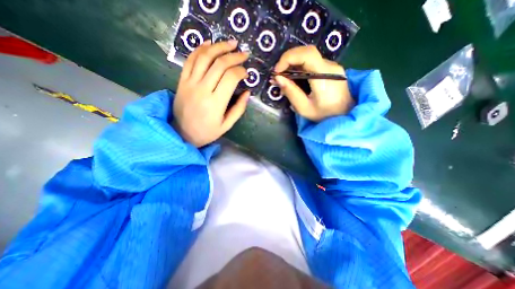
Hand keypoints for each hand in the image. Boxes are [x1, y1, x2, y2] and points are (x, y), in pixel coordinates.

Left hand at [174, 40, 250, 145]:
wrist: (182, 133)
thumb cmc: (207, 132)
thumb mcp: (227, 125)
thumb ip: (239, 109)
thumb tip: (247, 92)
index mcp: (216, 103)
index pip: (230, 78)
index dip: (240, 71)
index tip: (246, 72)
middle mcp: (202, 90)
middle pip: (219, 64)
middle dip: (234, 56)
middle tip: (243, 54)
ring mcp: (190, 83)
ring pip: (204, 57)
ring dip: (218, 47)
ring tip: (230, 43)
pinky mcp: (182, 81)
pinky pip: (190, 60)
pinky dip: (200, 49)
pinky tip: (209, 44)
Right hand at [273, 45, 354, 121]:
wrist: (344, 114)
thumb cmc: (324, 115)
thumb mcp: (304, 108)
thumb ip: (291, 92)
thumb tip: (278, 78)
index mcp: (325, 76)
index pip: (307, 54)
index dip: (288, 58)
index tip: (277, 71)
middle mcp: (330, 66)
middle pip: (307, 52)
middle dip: (288, 61)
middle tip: (278, 75)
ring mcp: (331, 66)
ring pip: (308, 57)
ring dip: (292, 64)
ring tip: (283, 78)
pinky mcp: (330, 69)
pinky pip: (312, 63)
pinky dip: (299, 68)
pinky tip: (293, 78)